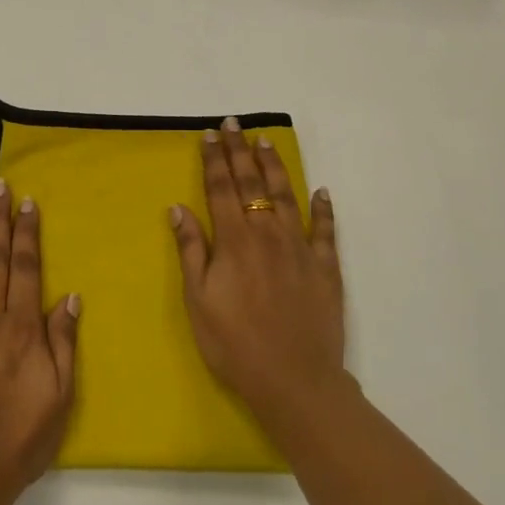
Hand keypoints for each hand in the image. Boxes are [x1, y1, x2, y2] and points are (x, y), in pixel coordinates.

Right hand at [170, 119, 345, 432]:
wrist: (294, 380)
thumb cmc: (234, 343)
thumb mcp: (198, 300)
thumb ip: (191, 250)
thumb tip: (178, 208)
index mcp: (234, 241)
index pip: (221, 189)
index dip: (214, 160)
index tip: (210, 134)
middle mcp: (268, 234)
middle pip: (252, 184)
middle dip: (240, 152)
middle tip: (234, 124)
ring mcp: (301, 249)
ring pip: (287, 196)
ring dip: (275, 167)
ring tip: (267, 142)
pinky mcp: (326, 268)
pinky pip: (326, 230)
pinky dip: (324, 208)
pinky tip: (321, 191)